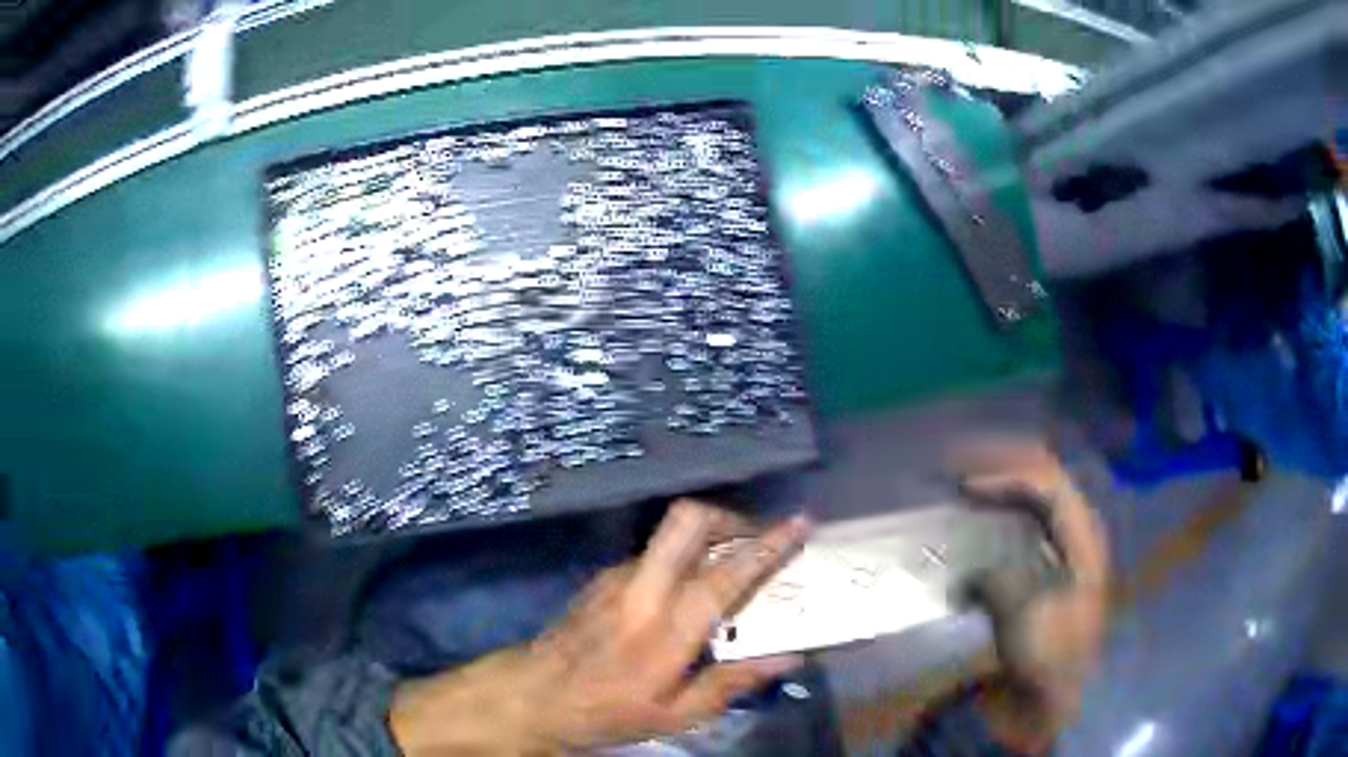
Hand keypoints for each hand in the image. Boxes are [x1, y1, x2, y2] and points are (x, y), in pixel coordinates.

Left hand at [388, 499, 810, 754]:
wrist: (534, 694)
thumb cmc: (607, 712)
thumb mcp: (675, 716)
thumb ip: (732, 683)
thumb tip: (789, 658)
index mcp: (668, 630)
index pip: (727, 575)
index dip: (769, 545)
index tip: (801, 523)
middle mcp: (643, 589)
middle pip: (688, 520)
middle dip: (730, 517)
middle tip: (756, 539)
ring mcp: (618, 577)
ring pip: (670, 533)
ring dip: (707, 537)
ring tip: (729, 565)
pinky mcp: (602, 577)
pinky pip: (652, 553)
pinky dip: (680, 558)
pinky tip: (684, 592)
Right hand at [954, 440, 1109, 753]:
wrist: (1050, 694)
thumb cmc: (1046, 656)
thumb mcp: (1024, 618)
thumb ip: (1000, 578)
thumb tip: (973, 570)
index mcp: (1084, 537)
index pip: (1048, 483)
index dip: (1006, 474)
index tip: (963, 484)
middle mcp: (1078, 529)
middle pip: (1044, 476)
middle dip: (1003, 466)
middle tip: (958, 467)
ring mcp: (1064, 543)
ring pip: (1034, 494)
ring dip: (1000, 484)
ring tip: (963, 485)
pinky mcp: (1047, 561)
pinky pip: (1025, 518)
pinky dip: (999, 509)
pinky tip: (976, 515)